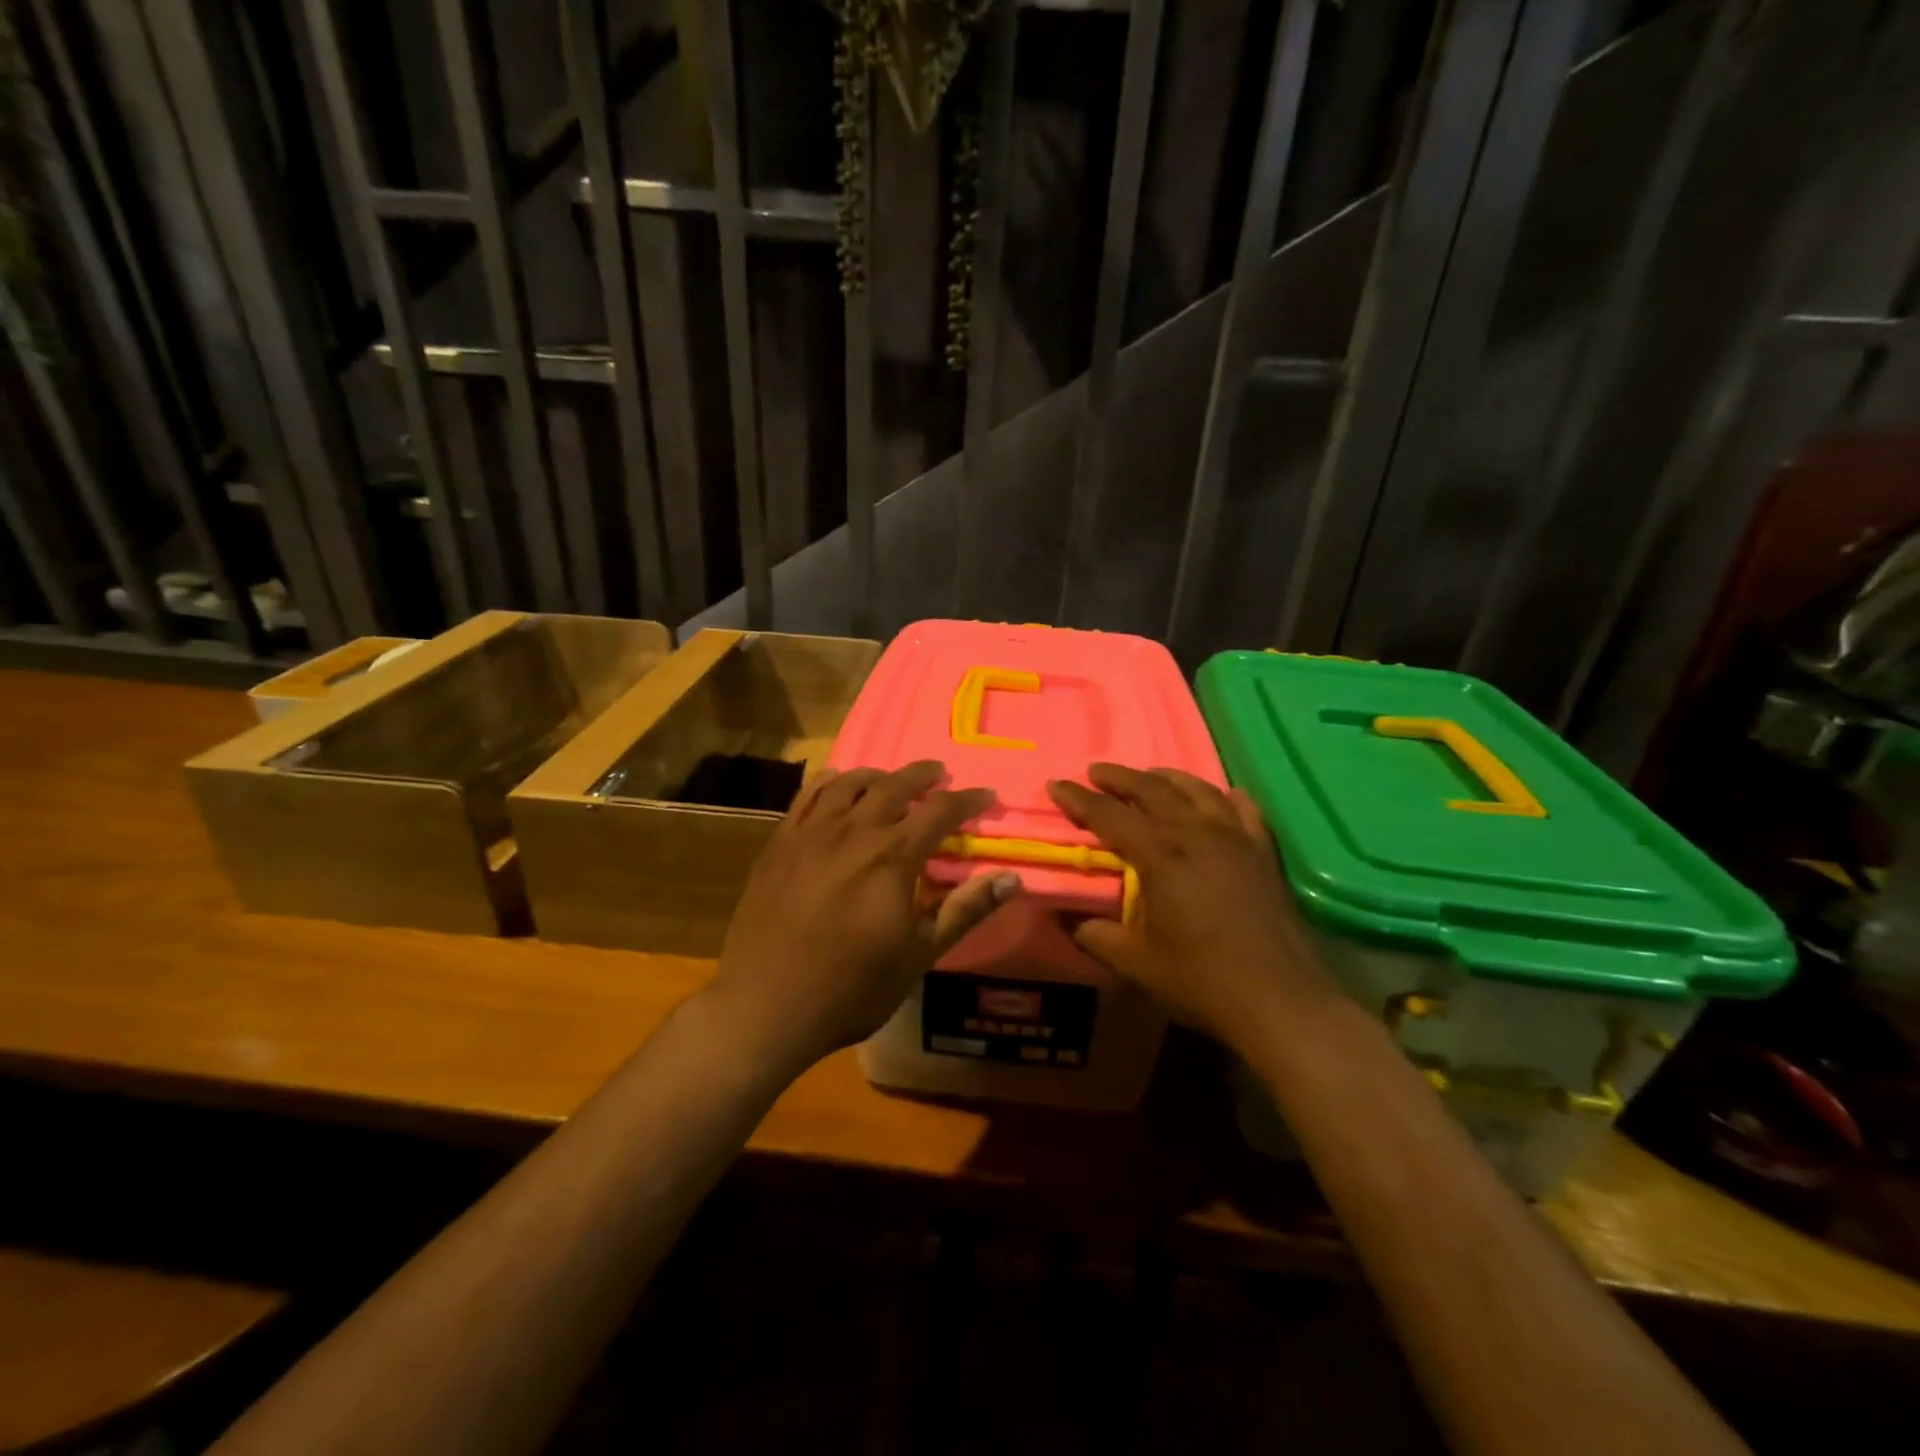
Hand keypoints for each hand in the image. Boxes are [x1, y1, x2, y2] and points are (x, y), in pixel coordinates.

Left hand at [711, 760, 1019, 1067]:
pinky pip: (806, 796)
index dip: (967, 800)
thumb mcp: (918, 954)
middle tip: (939, 773)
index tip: (985, 795)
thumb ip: (964, 910)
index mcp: (892, 857)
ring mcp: (811, 833)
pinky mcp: (779, 843)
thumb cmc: (851, 987)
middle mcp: (853, 831)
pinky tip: (835, 782)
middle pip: (894, 786)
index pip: (939, 812)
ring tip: (890, 778)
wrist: (765, 1005)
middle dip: (922, 776)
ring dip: (877, 775)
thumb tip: (1012, 878)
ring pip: (849, 784)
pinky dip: (828, 782)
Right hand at [1046, 764, 1335, 1045]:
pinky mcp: (1264, 852)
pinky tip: (1220, 796)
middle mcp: (1197, 835)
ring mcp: (1236, 839)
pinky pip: (1243, 809)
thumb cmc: (1203, 981)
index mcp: (1161, 857)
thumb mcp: (1138, 965)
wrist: (1282, 1000)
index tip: (1057, 785)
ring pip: (1197, 790)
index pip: (1110, 816)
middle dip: (1120, 777)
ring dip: (1166, 778)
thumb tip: (1067, 921)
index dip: (1080, 799)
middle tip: (1096, 771)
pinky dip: (1224, 796)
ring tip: (1148, 775)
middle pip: (1153, 789)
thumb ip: (1097, 937)